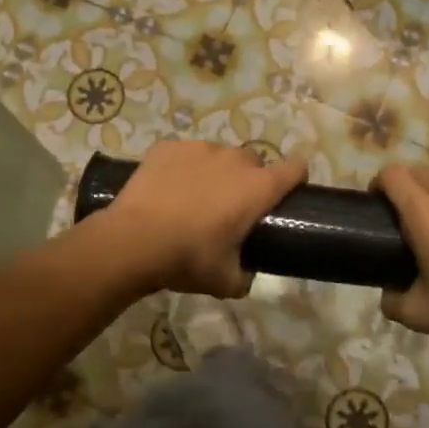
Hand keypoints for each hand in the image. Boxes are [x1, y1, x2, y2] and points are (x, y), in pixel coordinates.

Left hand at [101, 141, 307, 297]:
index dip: (296, 179)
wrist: (132, 241)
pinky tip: (168, 190)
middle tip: (230, 209)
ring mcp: (200, 148)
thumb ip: (244, 276)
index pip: (296, 168)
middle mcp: (234, 159)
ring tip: (194, 199)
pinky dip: (183, 168)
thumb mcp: (225, 281)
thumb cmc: (187, 259)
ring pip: (219, 156)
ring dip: (215, 173)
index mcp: (258, 188)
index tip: (286, 196)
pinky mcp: (169, 146)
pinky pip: (186, 154)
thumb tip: (245, 276)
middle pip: (254, 162)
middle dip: (249, 181)